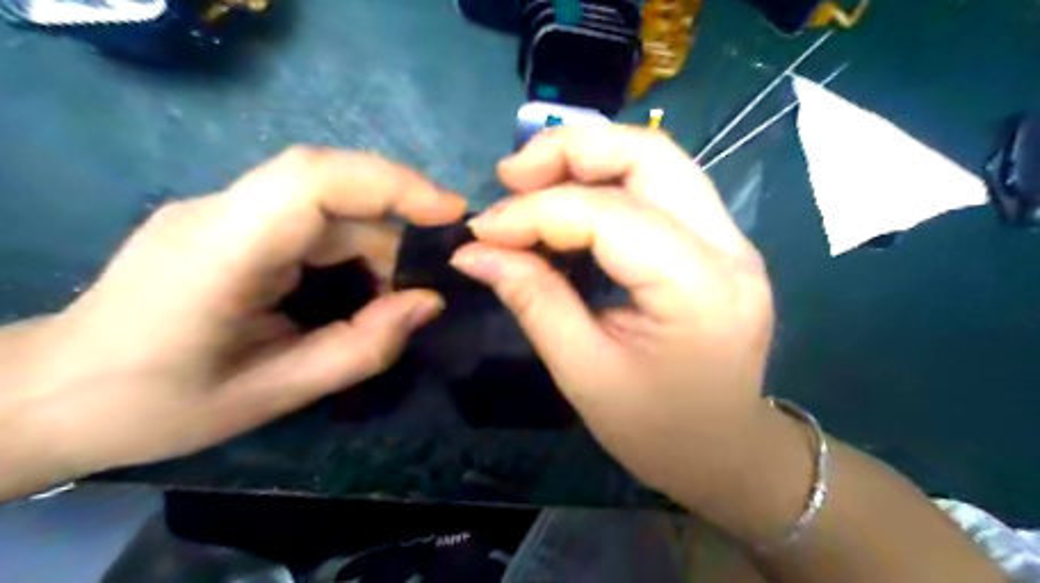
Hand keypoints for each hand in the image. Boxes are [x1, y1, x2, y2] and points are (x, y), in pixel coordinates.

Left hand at [0, 145, 461, 492]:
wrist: (55, 394)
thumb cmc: (158, 405)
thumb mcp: (274, 393)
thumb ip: (362, 348)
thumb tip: (429, 302)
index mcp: (221, 251)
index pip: (313, 179)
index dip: (392, 183)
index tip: (450, 212)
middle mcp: (220, 211)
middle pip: (331, 189)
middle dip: (395, 229)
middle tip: (429, 278)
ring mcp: (222, 210)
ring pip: (327, 203)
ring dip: (375, 244)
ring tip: (393, 296)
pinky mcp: (231, 221)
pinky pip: (310, 218)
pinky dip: (351, 248)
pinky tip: (359, 287)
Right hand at [452, 126, 773, 509]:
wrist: (724, 452)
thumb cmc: (656, 431)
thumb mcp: (583, 373)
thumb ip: (533, 300)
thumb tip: (475, 252)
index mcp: (699, 289)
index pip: (609, 215)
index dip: (536, 212)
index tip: (482, 230)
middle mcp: (729, 248)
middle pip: (650, 155)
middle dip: (571, 150)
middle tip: (511, 174)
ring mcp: (732, 240)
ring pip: (658, 160)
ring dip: (589, 158)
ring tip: (532, 181)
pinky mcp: (719, 243)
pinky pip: (661, 188)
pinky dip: (608, 182)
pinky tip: (569, 203)